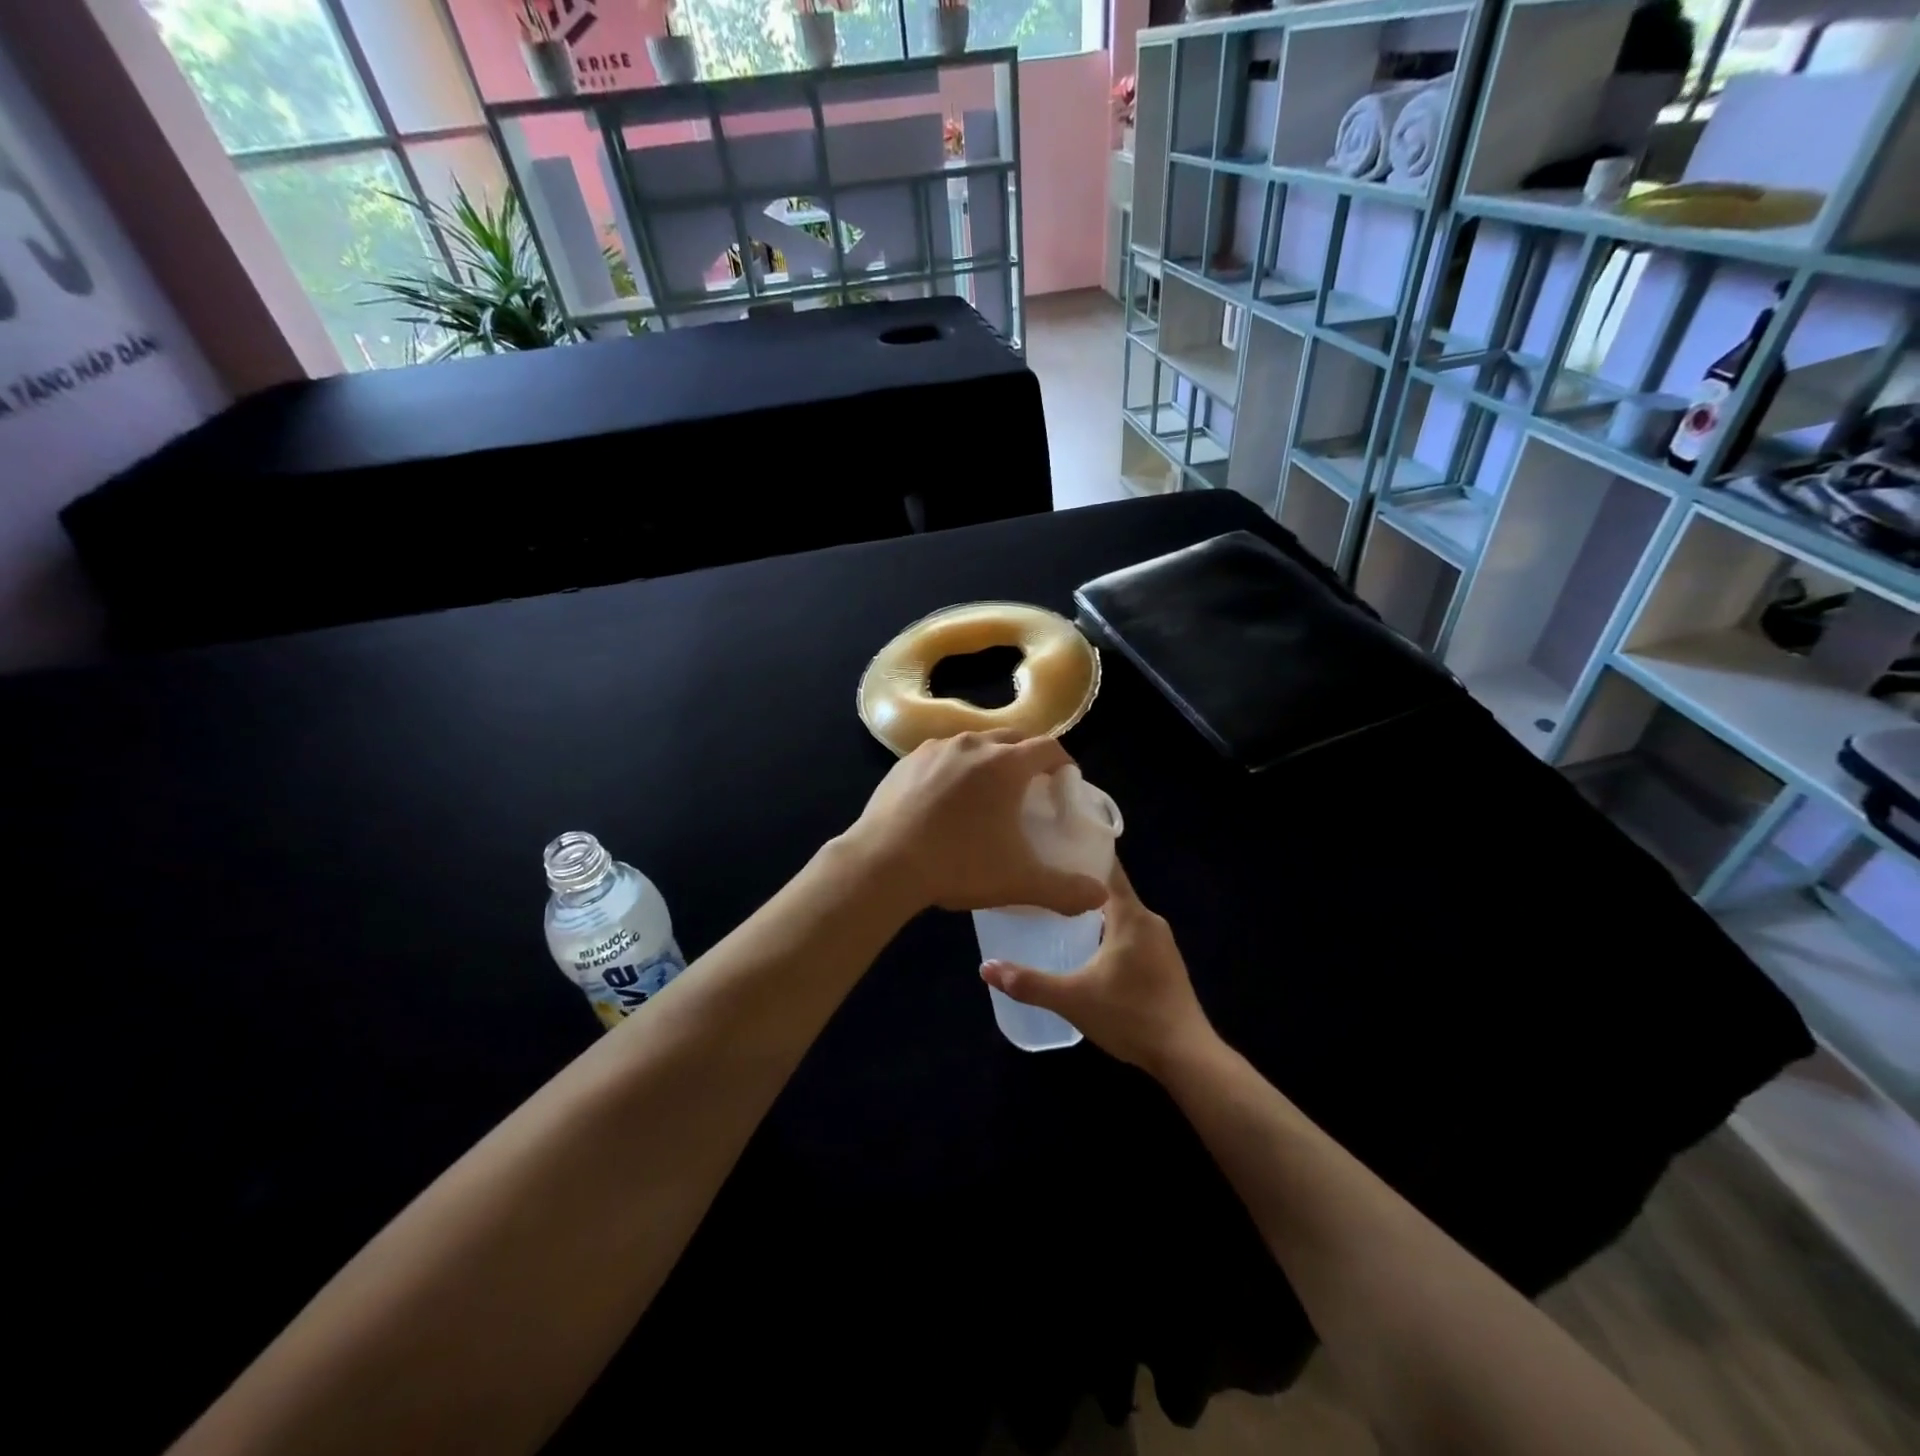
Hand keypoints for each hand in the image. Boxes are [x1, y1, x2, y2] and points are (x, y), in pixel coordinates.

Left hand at [848, 730, 1110, 916]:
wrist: (884, 863)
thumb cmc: (958, 865)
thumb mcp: (1019, 881)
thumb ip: (1065, 889)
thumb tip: (1099, 896)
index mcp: (1006, 765)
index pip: (1048, 747)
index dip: (1063, 762)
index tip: (1064, 782)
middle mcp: (973, 745)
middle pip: (1013, 738)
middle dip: (1028, 757)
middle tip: (1031, 787)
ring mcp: (936, 749)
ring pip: (975, 743)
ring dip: (990, 759)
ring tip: (988, 791)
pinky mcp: (907, 761)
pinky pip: (942, 755)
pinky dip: (955, 768)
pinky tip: (947, 798)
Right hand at [979, 861, 1215, 1076]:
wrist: (1186, 1056)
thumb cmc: (1130, 1016)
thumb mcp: (1072, 999)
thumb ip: (1029, 982)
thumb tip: (985, 968)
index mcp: (1131, 916)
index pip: (1107, 868)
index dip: (1081, 853)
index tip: (1052, 847)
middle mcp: (1149, 920)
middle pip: (1111, 890)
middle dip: (1079, 885)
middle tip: (1043, 882)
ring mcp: (1162, 943)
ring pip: (1121, 915)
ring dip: (1093, 912)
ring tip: (1056, 912)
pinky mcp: (1165, 964)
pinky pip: (1131, 934)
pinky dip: (1108, 932)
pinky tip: (1086, 948)